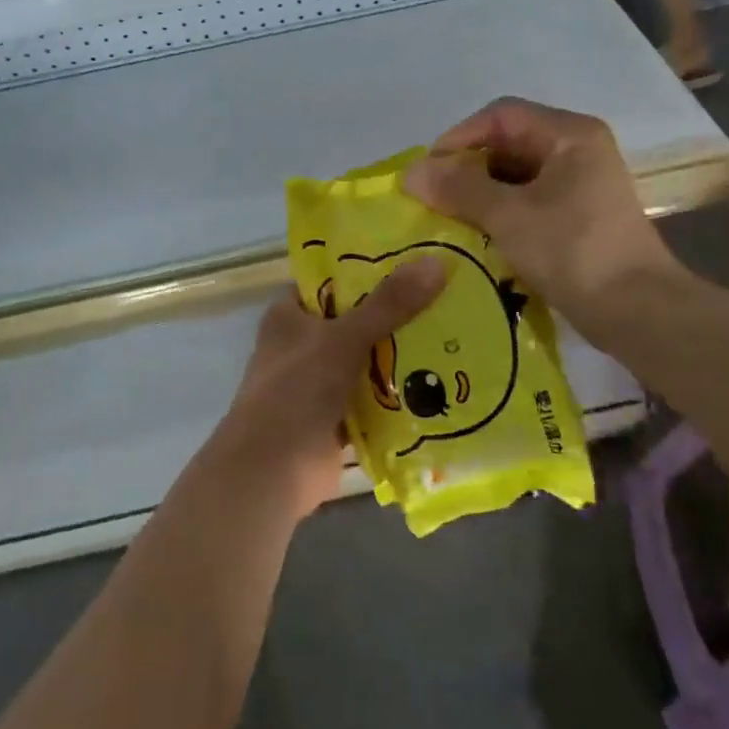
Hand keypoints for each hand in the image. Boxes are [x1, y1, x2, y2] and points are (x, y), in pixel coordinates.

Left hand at [206, 261, 446, 518]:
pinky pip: (373, 396)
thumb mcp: (343, 339)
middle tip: (449, 295)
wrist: (272, 470)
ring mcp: (318, 381)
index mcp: (289, 315)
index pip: (332, 280)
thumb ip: (388, 305)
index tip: (416, 258)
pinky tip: (442, 381)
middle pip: (356, 320)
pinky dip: (398, 392)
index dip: (368, 268)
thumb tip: (435, 261)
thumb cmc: (297, 390)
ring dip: (402, 354)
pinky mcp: (336, 415)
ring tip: (456, 333)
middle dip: (396, 314)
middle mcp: (302, 343)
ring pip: (367, 359)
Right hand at [402, 97, 686, 339]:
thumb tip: (411, 172)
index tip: (428, 171)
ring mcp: (580, 184)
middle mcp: (577, 150)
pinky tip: (476, 234)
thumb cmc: (573, 251)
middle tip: (433, 196)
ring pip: (515, 174)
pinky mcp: (578, 215)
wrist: (637, 311)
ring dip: (479, 192)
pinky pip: (527, 200)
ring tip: (448, 216)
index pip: (500, 116)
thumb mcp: (508, 216)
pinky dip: (499, 211)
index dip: (459, 137)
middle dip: (467, 167)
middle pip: (508, 143)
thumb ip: (458, 188)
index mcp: (569, 135)